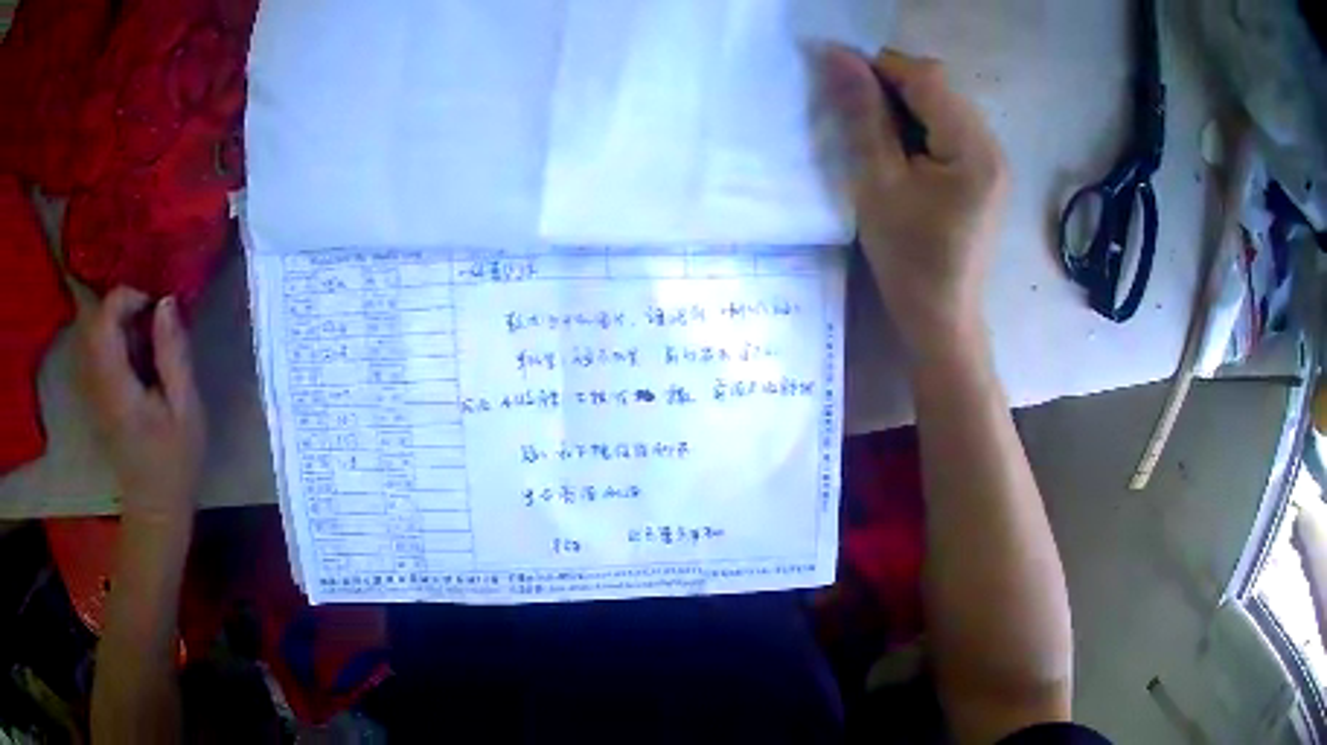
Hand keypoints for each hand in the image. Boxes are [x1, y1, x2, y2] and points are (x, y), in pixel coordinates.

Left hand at [79, 288, 205, 533]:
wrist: (154, 508)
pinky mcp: (95, 395)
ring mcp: (92, 390)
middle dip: (120, 305)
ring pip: (91, 332)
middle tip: (149, 316)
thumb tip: (165, 302)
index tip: (153, 306)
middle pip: (93, 321)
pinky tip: (134, 352)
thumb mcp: (185, 409)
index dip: (125, 297)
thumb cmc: (174, 463)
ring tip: (144, 333)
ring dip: (116, 320)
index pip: (103, 320)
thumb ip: (172, 354)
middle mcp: (96, 382)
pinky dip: (112, 337)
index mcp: (116, 385)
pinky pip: (95, 349)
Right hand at [822, 46, 1008, 360]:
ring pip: (944, 104)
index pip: (926, 78)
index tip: (837, 74)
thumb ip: (863, 115)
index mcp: (974, 149)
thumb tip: (837, 56)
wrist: (941, 318)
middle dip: (892, 83)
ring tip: (871, 127)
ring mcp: (992, 159)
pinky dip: (919, 123)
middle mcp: (992, 145)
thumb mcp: (878, 183)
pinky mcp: (985, 172)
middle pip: (940, 86)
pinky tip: (898, 146)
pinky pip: (950, 127)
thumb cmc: (908, 259)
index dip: (879, 65)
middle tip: (851, 105)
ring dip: (904, 103)